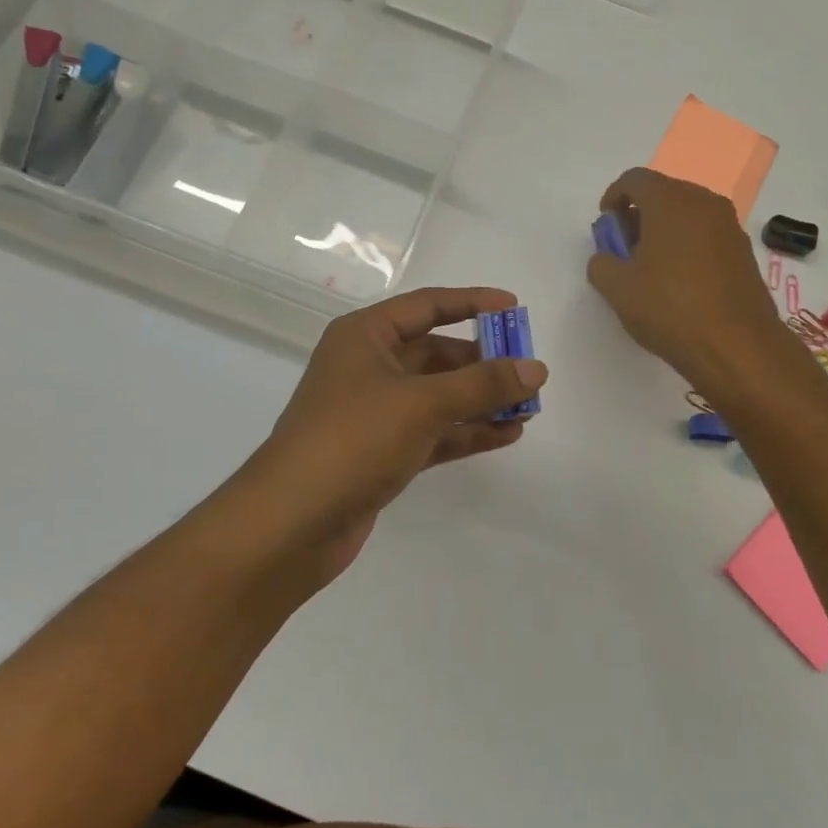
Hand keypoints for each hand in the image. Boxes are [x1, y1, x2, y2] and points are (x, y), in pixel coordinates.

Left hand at [244, 287, 547, 582]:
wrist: (291, 524)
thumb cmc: (353, 440)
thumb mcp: (422, 403)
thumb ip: (483, 384)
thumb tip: (536, 368)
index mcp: (365, 336)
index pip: (427, 306)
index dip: (472, 302)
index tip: (515, 308)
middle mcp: (369, 367)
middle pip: (437, 353)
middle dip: (484, 362)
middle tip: (529, 372)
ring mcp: (375, 412)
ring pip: (439, 396)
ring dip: (481, 400)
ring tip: (528, 407)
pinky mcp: (382, 453)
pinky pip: (435, 431)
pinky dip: (467, 431)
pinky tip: (507, 434)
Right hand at [587, 168, 793, 394]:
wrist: (737, 346)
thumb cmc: (670, 309)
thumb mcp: (617, 289)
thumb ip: (601, 264)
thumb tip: (607, 257)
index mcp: (670, 202)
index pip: (635, 179)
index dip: (613, 196)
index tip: (605, 224)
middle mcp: (704, 203)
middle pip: (664, 192)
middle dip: (639, 212)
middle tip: (624, 245)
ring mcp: (729, 226)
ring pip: (688, 212)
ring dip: (665, 228)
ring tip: (650, 265)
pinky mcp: (744, 251)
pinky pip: (707, 233)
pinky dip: (688, 243)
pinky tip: (679, 279)